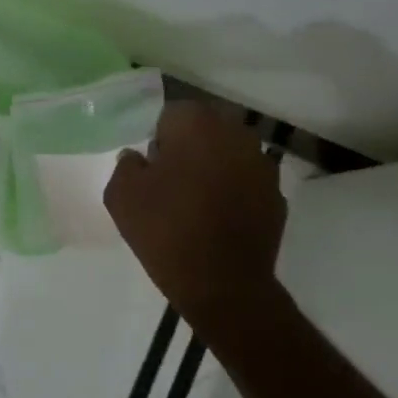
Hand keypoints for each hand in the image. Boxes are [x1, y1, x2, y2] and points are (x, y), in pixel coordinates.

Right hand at [104, 102, 286, 318]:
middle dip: (189, 145)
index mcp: (197, 125)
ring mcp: (263, 166)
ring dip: (214, 166)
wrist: (222, 284)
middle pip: (206, 128)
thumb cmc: (165, 230)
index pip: (172, 113)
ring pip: (229, 153)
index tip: (151, 164)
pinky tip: (217, 217)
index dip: (158, 137)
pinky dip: (233, 191)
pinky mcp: (277, 197)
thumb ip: (126, 165)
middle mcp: (236, 135)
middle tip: (170, 179)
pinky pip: (247, 181)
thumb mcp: (120, 195)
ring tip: (195, 199)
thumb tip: (139, 158)